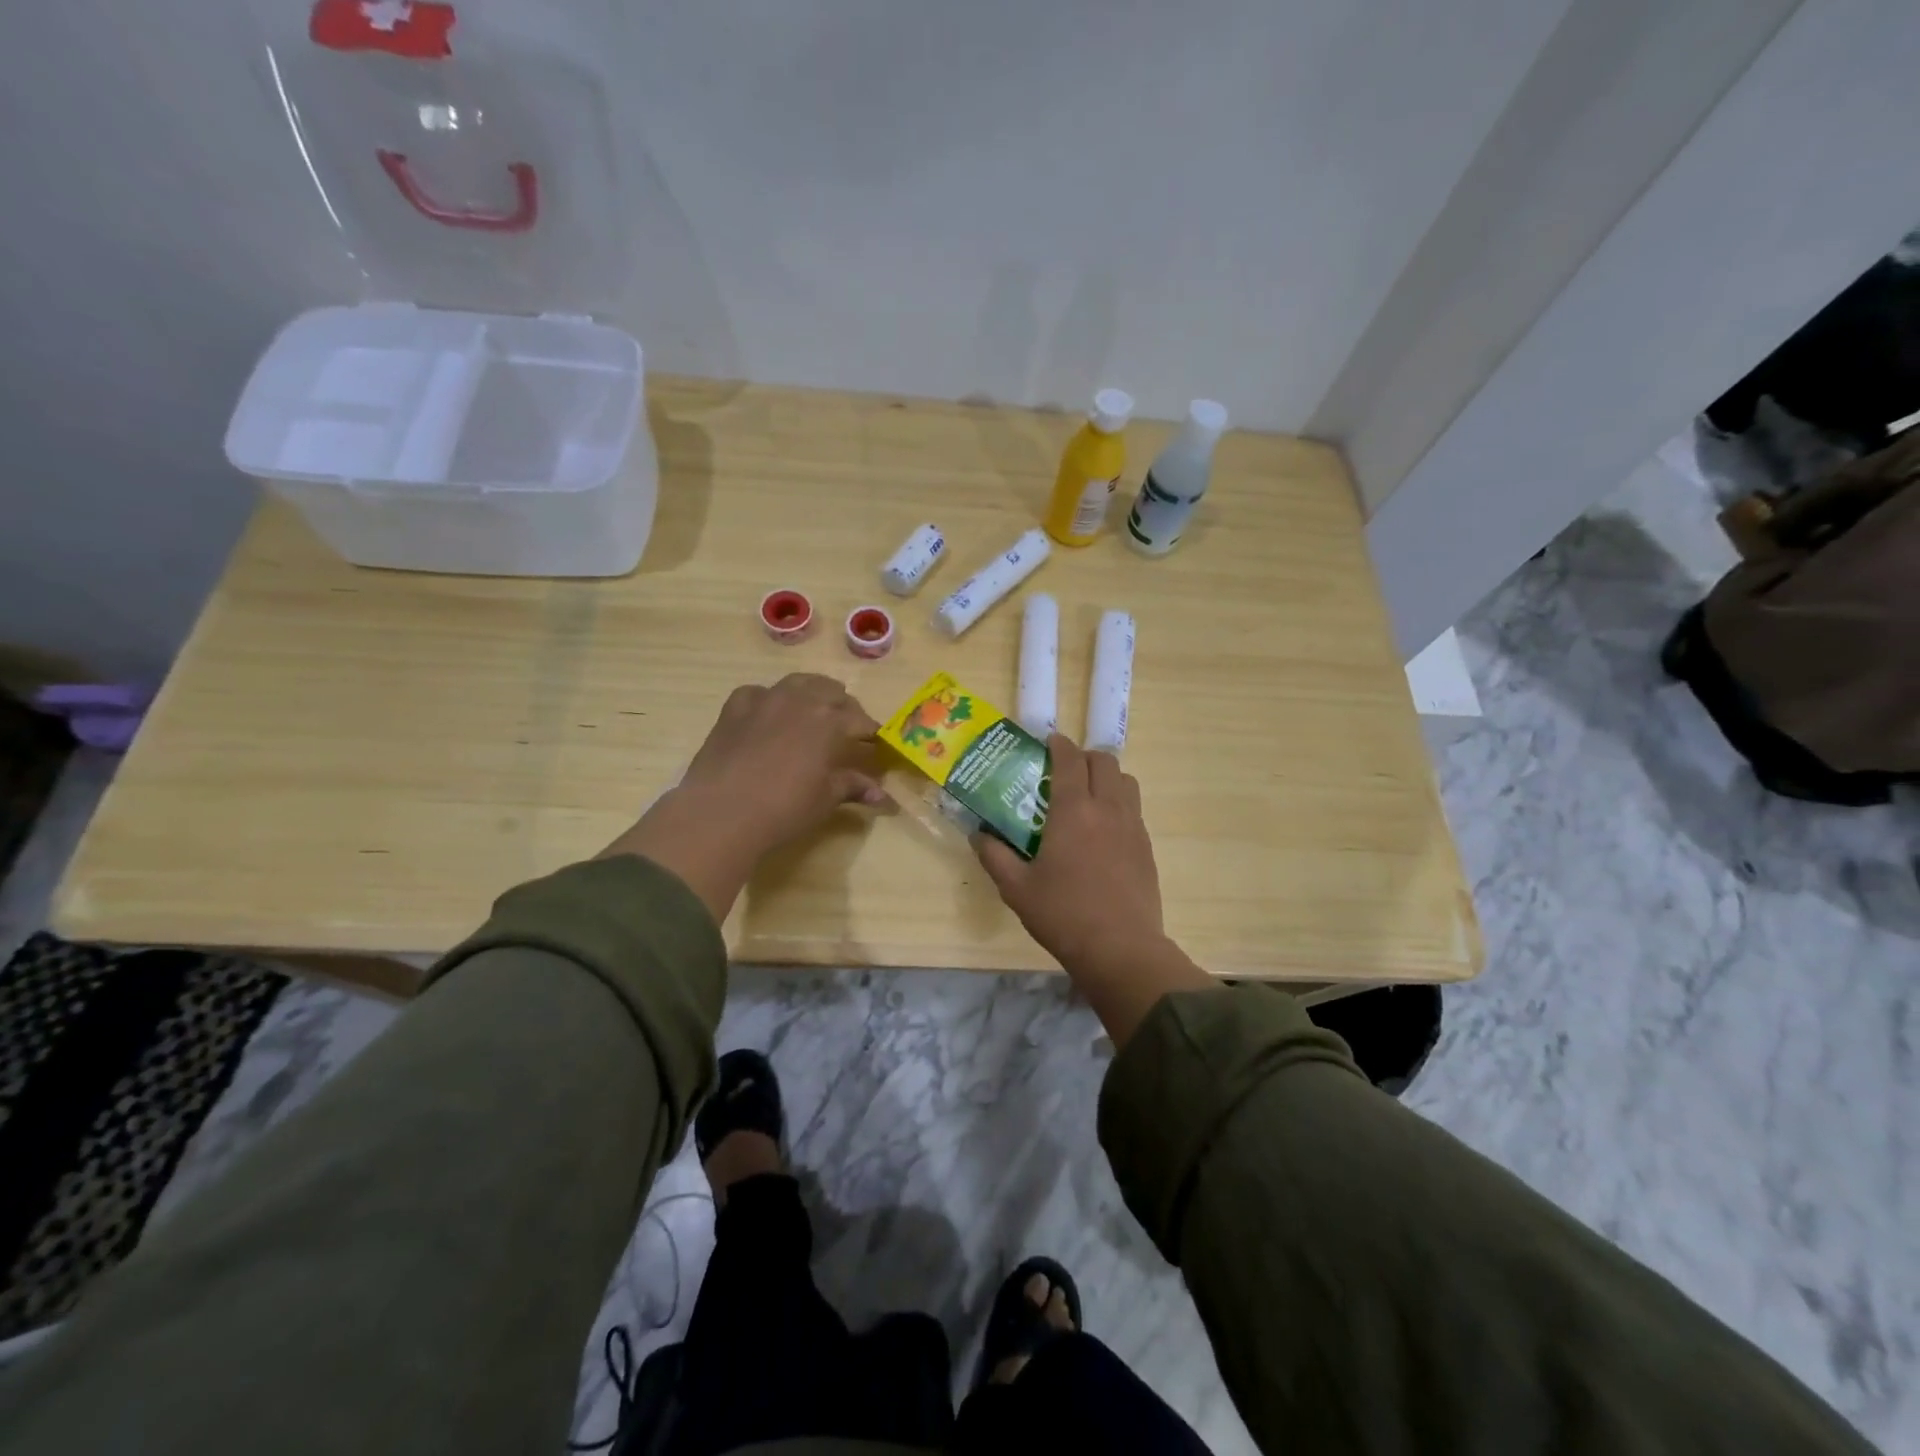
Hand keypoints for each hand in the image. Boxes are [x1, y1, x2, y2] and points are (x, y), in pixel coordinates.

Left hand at [602, 675, 890, 919]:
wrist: (721, 812)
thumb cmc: (784, 808)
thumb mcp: (825, 799)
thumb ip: (853, 787)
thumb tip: (881, 795)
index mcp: (831, 722)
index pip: (861, 721)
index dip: (871, 734)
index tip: (876, 746)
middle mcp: (802, 700)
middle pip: (833, 693)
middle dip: (845, 709)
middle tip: (847, 731)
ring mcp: (767, 699)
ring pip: (799, 683)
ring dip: (812, 693)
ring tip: (814, 711)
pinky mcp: (736, 706)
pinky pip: (760, 693)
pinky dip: (770, 700)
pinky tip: (769, 716)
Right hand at [974, 735, 1161, 964]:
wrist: (1121, 948)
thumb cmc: (1063, 914)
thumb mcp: (1016, 888)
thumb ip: (994, 856)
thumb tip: (978, 835)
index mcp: (1074, 811)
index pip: (1070, 760)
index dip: (1059, 745)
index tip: (1048, 742)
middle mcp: (1107, 809)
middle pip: (1104, 761)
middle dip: (1084, 756)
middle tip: (1065, 770)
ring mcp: (1132, 826)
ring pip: (1125, 781)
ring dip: (1106, 776)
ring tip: (1087, 794)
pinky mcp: (1146, 847)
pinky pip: (1134, 808)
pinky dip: (1119, 802)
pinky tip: (1104, 828)